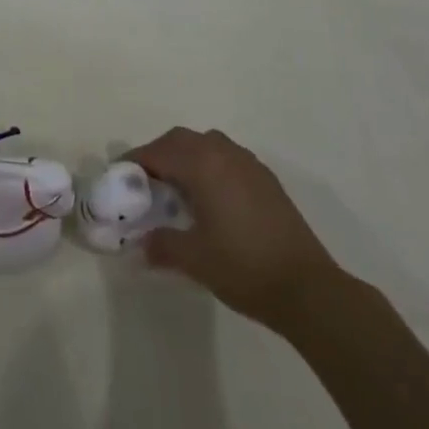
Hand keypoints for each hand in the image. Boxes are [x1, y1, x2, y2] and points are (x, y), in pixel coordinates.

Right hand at [127, 127, 344, 333]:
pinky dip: (210, 165)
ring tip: (177, 187)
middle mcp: (223, 153)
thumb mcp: (195, 259)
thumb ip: (163, 245)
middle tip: (145, 181)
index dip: (136, 162)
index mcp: (202, 164)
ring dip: (186, 156)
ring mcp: (248, 163)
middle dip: (159, 154)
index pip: (158, 152)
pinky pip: (227, 157)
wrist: (307, 288)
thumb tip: (142, 245)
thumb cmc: (244, 267)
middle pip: (181, 140)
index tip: (120, 176)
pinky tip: (210, 197)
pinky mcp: (265, 179)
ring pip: (206, 144)